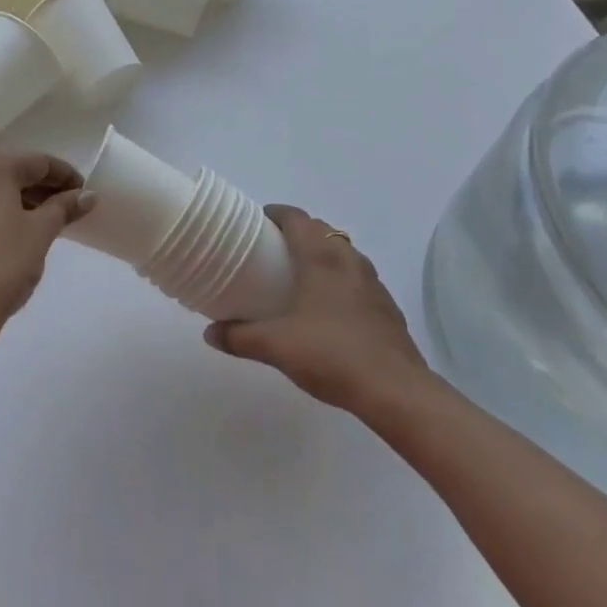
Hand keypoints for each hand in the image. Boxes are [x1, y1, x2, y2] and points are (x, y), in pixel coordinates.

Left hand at [0, 149, 91, 344]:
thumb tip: (88, 195)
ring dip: (16, 196)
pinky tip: (8, 229)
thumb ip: (64, 207)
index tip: (83, 193)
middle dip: (39, 185)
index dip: (65, 175)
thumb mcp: (40, 233)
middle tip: (65, 205)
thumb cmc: (3, 265)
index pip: (37, 162)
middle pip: (10, 169)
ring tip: (40, 218)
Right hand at [203, 205, 435, 415]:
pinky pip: (359, 279)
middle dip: (298, 233)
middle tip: (273, 250)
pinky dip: (342, 281)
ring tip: (301, 276)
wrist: (396, 392)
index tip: (257, 222)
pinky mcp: (387, 308)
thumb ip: (240, 337)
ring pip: (344, 253)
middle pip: (321, 230)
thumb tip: (210, 333)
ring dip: (323, 254)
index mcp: (321, 257)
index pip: (297, 218)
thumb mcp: (276, 346)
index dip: (277, 214)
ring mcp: (373, 283)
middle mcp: (349, 260)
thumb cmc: (332, 355)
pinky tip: (330, 309)